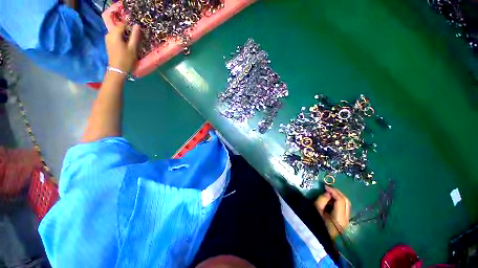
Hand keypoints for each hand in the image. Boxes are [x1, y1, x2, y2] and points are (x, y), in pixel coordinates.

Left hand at [105, 24, 141, 73]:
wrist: (117, 70)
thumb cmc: (126, 59)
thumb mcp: (132, 48)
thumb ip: (134, 36)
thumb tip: (137, 25)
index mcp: (114, 34)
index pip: (123, 25)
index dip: (130, 28)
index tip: (137, 34)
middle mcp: (109, 34)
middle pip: (119, 29)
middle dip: (127, 32)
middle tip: (135, 39)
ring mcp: (107, 39)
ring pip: (117, 33)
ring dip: (124, 36)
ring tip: (131, 42)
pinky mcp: (108, 43)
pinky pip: (115, 37)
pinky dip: (121, 39)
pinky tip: (125, 45)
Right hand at [314, 186, 350, 238]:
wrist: (320, 239)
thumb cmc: (316, 224)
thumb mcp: (316, 210)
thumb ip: (322, 199)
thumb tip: (328, 193)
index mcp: (339, 217)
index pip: (340, 200)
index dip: (333, 191)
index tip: (324, 186)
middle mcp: (346, 218)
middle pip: (346, 201)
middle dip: (337, 192)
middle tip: (328, 188)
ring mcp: (346, 220)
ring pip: (346, 204)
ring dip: (338, 197)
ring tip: (328, 194)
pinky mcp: (344, 221)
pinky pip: (344, 208)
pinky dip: (338, 202)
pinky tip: (330, 201)